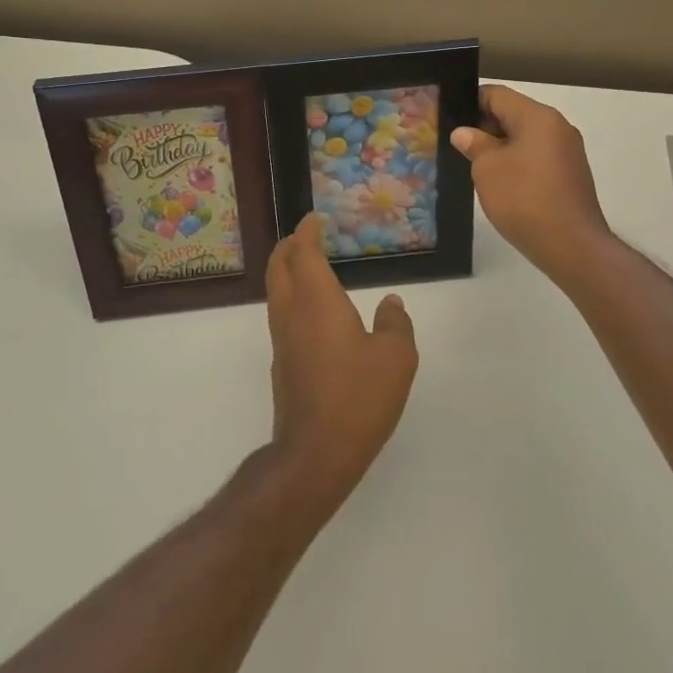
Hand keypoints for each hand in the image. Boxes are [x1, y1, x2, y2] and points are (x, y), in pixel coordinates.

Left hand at [264, 213, 417, 513]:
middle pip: (278, 266)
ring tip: (309, 265)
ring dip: (286, 270)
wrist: (315, 454)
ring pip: (276, 290)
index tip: (315, 219)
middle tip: (307, 236)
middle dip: (289, 245)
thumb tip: (391, 303)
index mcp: (317, 301)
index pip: (303, 252)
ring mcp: (281, 339)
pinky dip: (291, 295)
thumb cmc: (358, 398)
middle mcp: (291, 313)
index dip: (306, 232)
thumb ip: (395, 324)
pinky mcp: (281, 363)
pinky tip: (314, 310)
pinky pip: (281, 313)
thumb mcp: (396, 358)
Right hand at [451, 84, 611, 279]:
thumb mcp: (487, 170)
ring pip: (525, 136)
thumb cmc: (524, 200)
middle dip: (484, 126)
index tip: (449, 119)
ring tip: (473, 165)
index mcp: (537, 116)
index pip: (497, 94)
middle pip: (513, 113)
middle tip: (456, 145)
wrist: (572, 246)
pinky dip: (517, 161)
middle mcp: (557, 126)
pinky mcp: (570, 173)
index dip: (469, 102)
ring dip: (500, 146)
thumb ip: (474, 144)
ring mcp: (567, 150)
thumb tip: (465, 133)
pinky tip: (500, 182)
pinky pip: (537, 156)